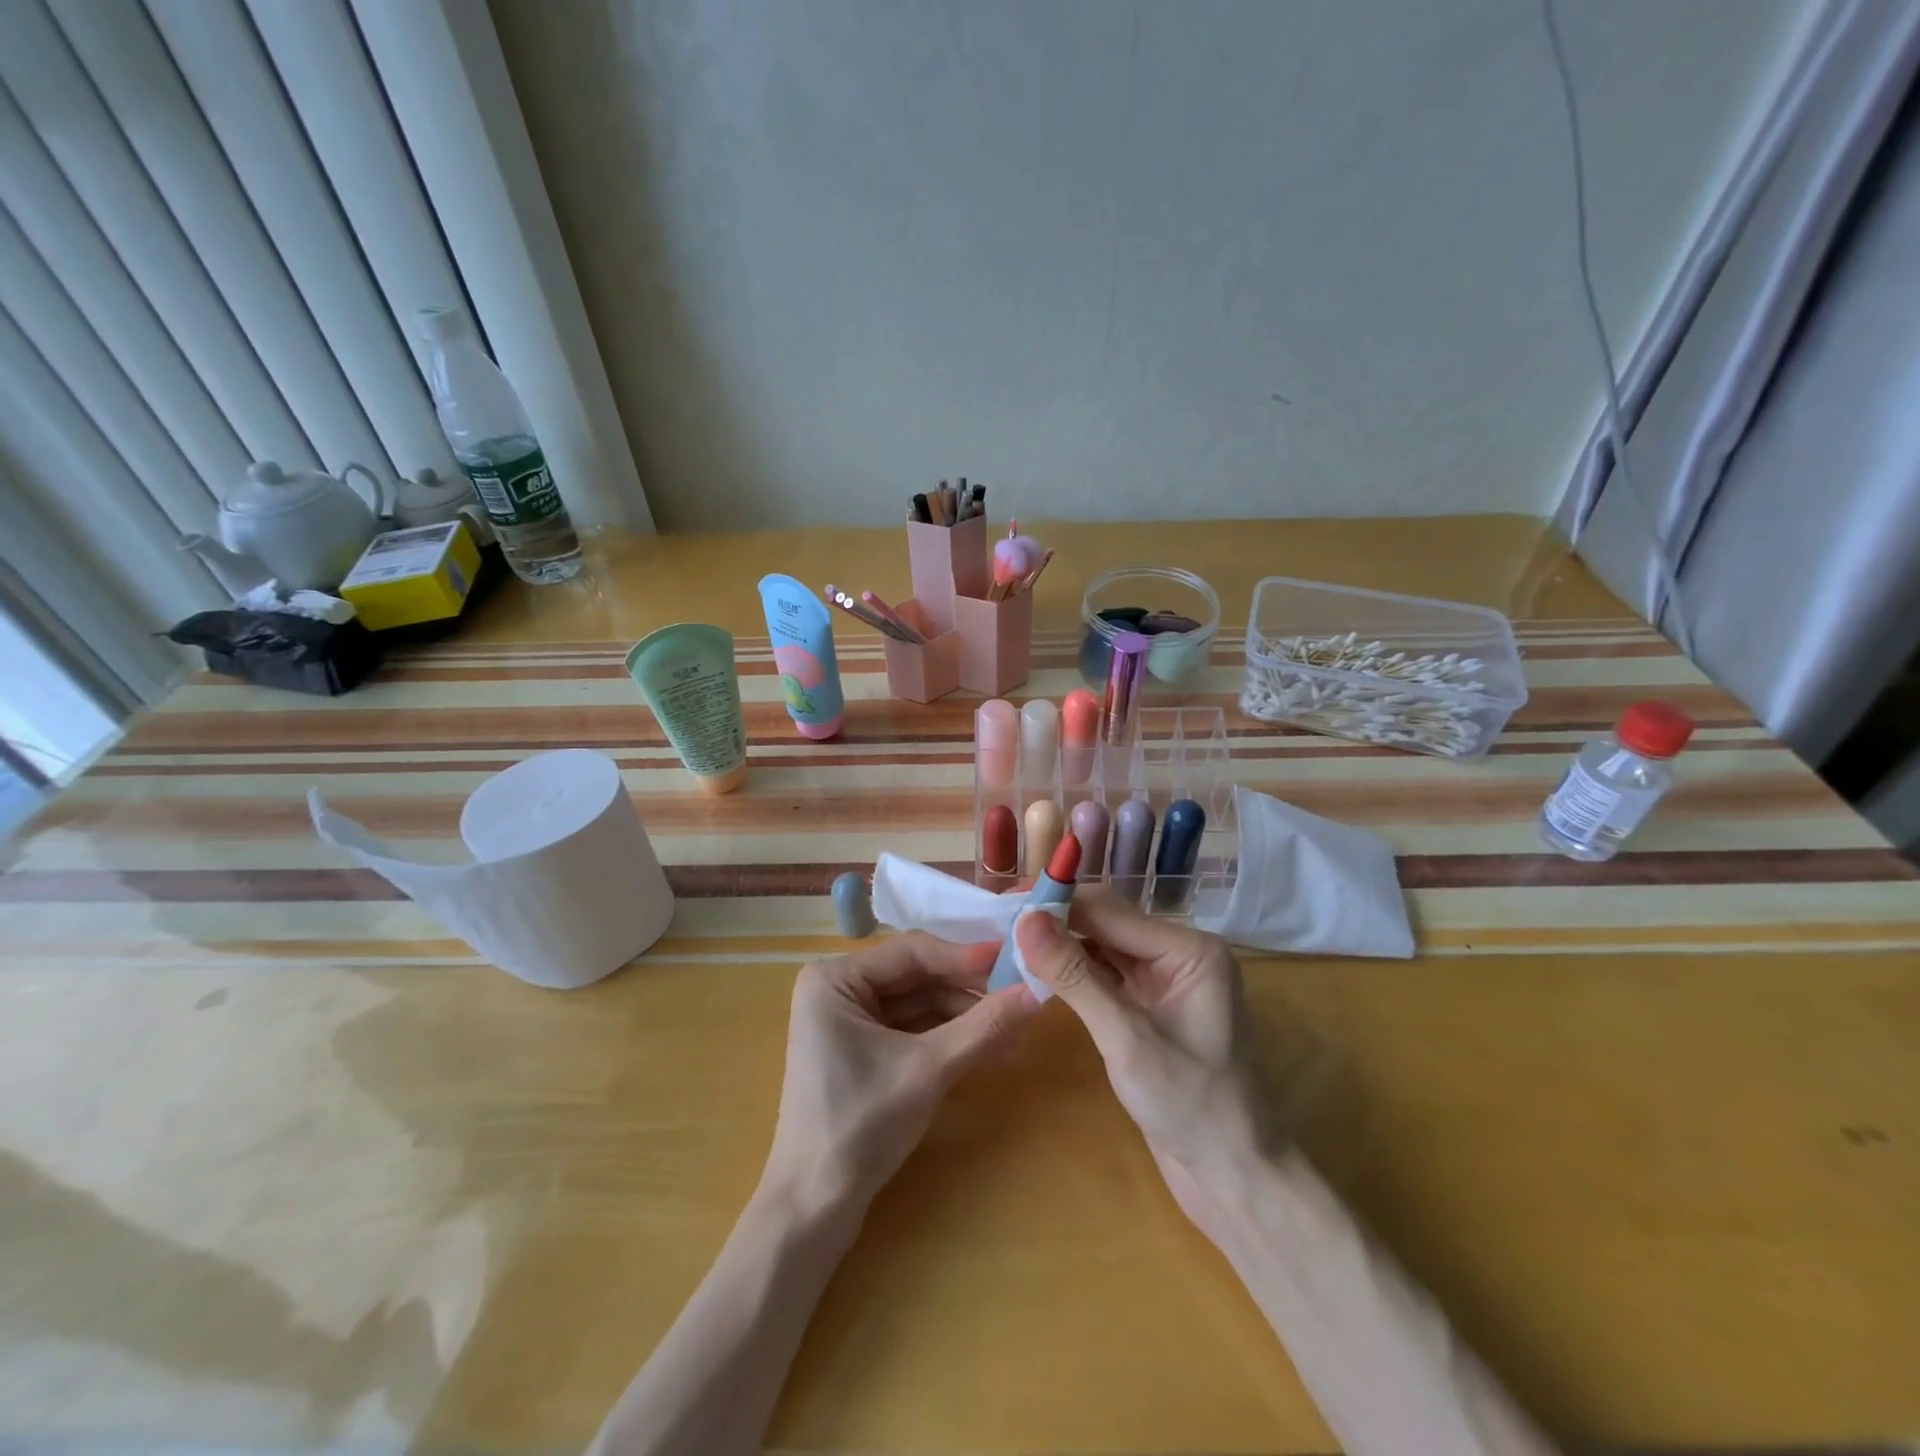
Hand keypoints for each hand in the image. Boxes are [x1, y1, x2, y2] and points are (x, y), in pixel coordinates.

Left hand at [763, 931, 1040, 1209]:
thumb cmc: (860, 1125)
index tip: (1015, 959)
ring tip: (1016, 1030)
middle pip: (917, 977)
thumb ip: (984, 1026)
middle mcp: (839, 989)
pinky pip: (913, 1030)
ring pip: (920, 1005)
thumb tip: (1039, 990)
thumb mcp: (928, 1070)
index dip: (966, 956)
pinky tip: (991, 1048)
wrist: (815, 1209)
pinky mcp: (863, 1051)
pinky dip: (949, 1038)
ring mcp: (850, 1021)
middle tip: (1021, 996)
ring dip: (965, 1017)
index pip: (912, 951)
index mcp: (835, 978)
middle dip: (969, 992)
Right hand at [1015, 892, 1264, 1227]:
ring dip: (1061, 946)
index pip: (1110, 910)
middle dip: (1056, 922)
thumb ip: (1075, 976)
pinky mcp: (1150, 1005)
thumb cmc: (1190, 1106)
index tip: (1004, 905)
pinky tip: (1039, 972)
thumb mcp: (1126, 1039)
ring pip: (1102, 946)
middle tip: (1000, 924)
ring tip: (1010, 943)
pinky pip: (1105, 973)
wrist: (1232, 1178)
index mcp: (1189, 949)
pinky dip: (1073, 972)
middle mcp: (1179, 953)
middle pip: (1106, 922)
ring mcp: (1165, 979)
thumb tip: (1027, 920)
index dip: (1057, 904)